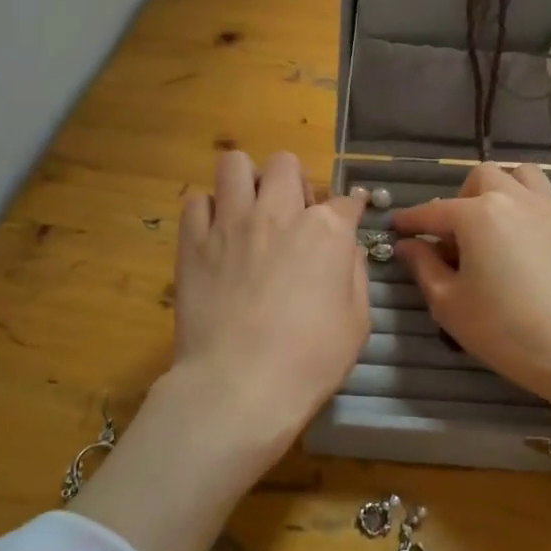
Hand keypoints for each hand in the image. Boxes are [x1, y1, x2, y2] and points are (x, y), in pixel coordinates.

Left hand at [169, 150, 370, 467]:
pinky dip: (209, 211)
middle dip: (294, 182)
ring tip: (249, 210)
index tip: (349, 215)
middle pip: (286, 164)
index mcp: (325, 231)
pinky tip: (216, 235)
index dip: (350, 208)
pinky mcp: (193, 242)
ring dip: (247, 181)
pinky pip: (197, 201)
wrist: (240, 385)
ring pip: (234, 164)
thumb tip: (346, 246)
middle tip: (292, 214)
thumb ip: (354, 273)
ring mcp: (230, 223)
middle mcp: (277, 213)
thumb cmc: (310, 360)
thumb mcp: (357, 321)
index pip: (345, 200)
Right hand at [392, 164, 550, 416]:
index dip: (411, 220)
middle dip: (462, 198)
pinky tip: (544, 234)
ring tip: (499, 221)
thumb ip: (423, 267)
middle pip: (482, 177)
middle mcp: (516, 199)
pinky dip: (550, 210)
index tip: (397, 228)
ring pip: (526, 176)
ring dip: (506, 189)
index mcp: (478, 215)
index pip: (433, 211)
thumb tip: (407, 245)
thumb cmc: (506, 331)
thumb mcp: (450, 304)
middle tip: (456, 234)